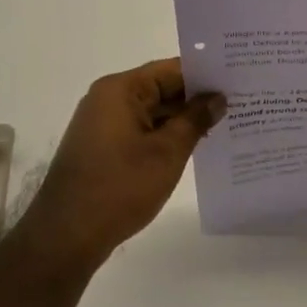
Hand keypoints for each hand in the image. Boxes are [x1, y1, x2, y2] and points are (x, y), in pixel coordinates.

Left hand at [11, 59, 224, 278]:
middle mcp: (108, 99)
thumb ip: (195, 120)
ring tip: (225, 126)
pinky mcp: (102, 147)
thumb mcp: (167, 153)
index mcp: (121, 89)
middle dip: (197, 99)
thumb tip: (217, 98)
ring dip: (183, 120)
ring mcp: (102, 124)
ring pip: (152, 112)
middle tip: (240, 104)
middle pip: (161, 88)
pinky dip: (165, 136)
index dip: (205, 75)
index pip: (171, 70)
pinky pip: (141, 131)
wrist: (66, 236)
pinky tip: (193, 148)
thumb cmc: (119, 187)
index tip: (239, 80)